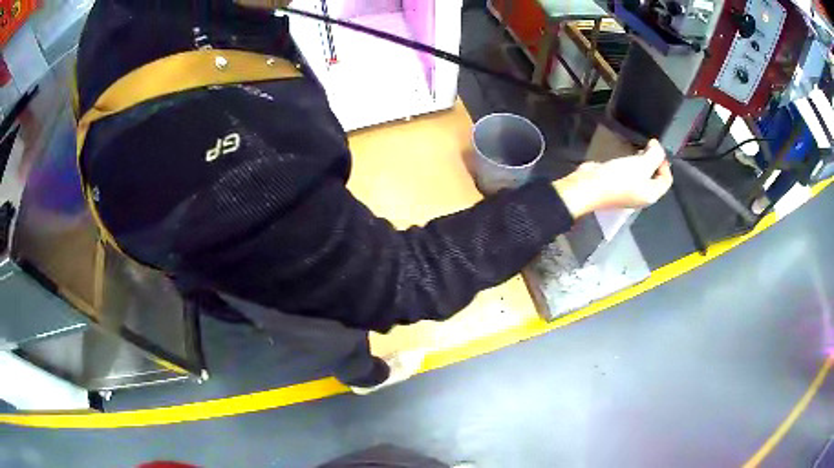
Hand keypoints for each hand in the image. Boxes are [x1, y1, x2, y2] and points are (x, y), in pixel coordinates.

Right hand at [553, 139, 672, 218]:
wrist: (589, 187)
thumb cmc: (619, 178)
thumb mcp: (641, 164)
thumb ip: (655, 155)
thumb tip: (658, 147)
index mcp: (651, 194)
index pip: (666, 180)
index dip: (665, 162)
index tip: (655, 147)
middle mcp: (642, 196)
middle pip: (654, 177)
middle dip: (654, 161)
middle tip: (647, 146)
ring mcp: (628, 192)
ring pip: (641, 175)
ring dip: (642, 161)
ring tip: (637, 149)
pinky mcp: (616, 185)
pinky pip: (629, 173)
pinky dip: (630, 164)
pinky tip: (624, 155)